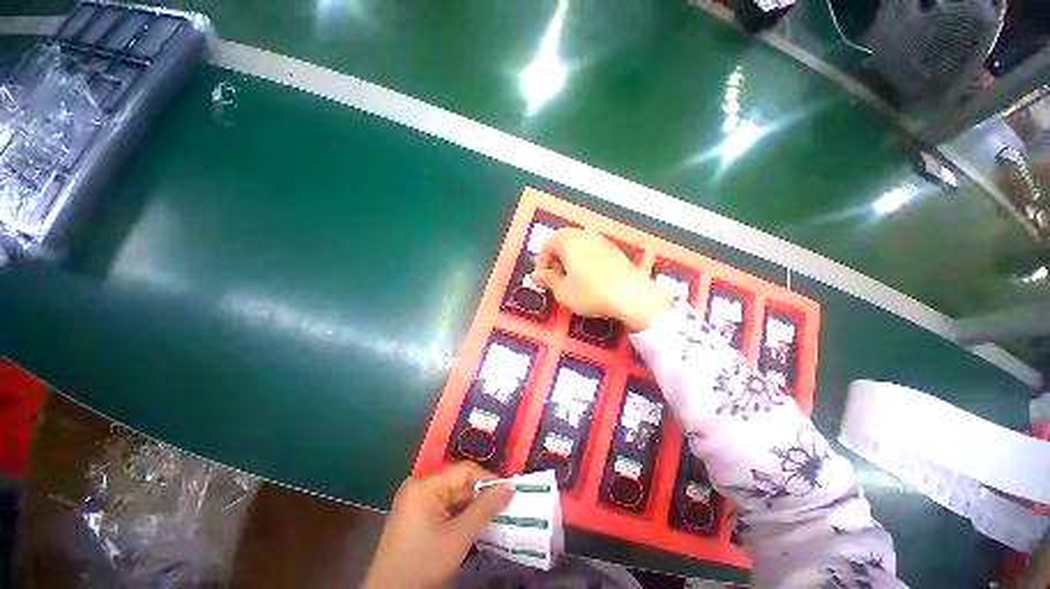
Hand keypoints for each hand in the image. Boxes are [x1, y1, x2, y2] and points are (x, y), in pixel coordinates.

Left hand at [363, 462, 514, 588]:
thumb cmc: (423, 564)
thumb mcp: (458, 537)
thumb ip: (485, 509)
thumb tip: (510, 486)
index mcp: (425, 485)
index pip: (465, 471)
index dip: (488, 480)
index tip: (508, 494)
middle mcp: (419, 487)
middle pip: (459, 483)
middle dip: (480, 497)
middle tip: (502, 509)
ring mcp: (415, 502)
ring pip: (453, 497)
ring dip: (471, 508)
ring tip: (490, 519)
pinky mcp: (415, 517)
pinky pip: (444, 508)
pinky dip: (459, 517)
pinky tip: (471, 528)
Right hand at [531, 228, 672, 331]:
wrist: (632, 296)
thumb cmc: (590, 292)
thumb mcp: (562, 290)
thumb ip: (547, 280)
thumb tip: (536, 275)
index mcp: (567, 240)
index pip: (546, 246)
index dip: (541, 264)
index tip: (542, 280)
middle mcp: (584, 234)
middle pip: (562, 244)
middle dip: (555, 262)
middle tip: (555, 281)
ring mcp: (602, 240)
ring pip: (578, 248)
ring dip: (569, 262)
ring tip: (571, 282)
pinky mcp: (615, 250)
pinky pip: (592, 252)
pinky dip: (584, 263)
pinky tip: (589, 280)